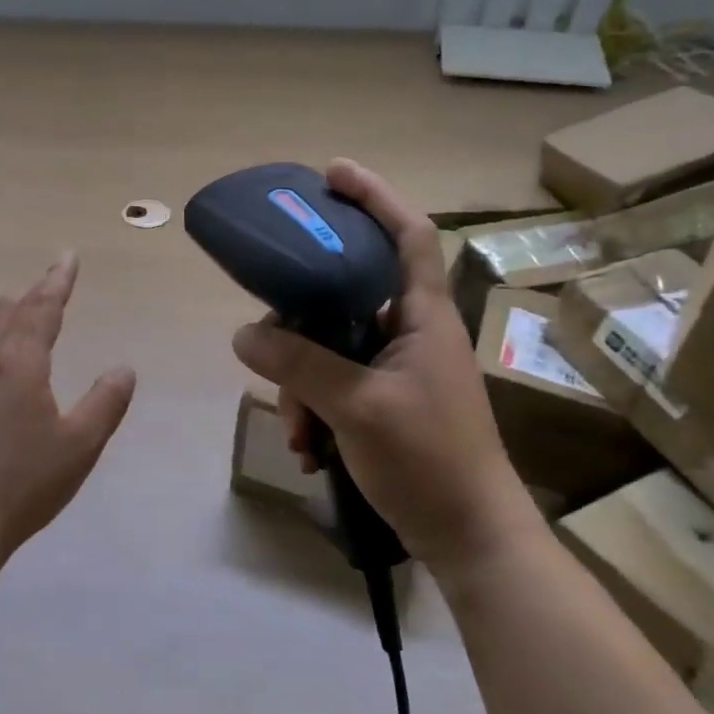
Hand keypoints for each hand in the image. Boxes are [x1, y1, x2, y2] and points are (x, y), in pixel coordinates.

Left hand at [0, 252, 136, 566]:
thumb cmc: (22, 485)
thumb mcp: (79, 447)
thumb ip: (105, 403)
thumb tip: (123, 367)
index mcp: (18, 365)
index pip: (41, 310)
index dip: (57, 282)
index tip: (67, 257)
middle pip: (6, 313)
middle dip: (30, 293)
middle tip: (46, 281)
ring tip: (8, 303)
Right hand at [231, 159, 536, 574]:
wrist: (470, 540)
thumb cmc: (430, 461)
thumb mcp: (359, 408)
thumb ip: (300, 366)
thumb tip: (244, 335)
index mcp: (423, 317)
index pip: (407, 235)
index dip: (374, 197)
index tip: (331, 174)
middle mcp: (410, 333)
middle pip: (343, 298)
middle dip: (300, 330)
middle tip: (270, 350)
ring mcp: (396, 371)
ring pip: (329, 350)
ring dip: (302, 387)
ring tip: (300, 433)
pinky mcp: (383, 404)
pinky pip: (333, 387)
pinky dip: (314, 412)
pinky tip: (310, 450)